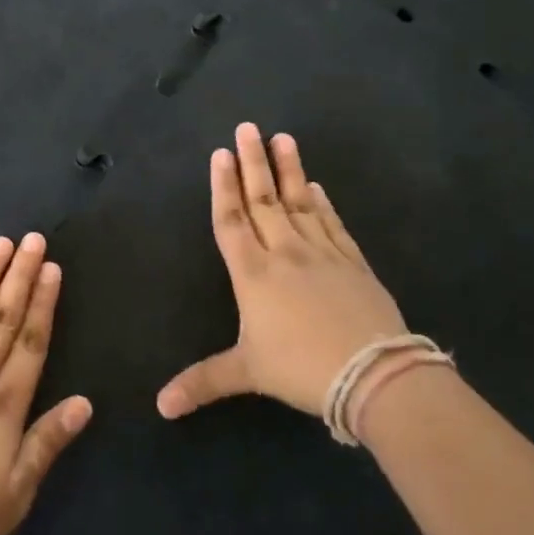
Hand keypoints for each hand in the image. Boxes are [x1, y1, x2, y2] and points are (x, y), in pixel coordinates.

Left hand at [0, 234, 92, 534]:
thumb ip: (47, 443)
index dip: (44, 301)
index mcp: (4, 404)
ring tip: (0, 244)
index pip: (31, 339)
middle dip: (20, 274)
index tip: (52, 267)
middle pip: (2, 315)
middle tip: (32, 239)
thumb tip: (84, 402)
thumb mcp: (14, 495)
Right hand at [157, 123, 407, 419]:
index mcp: (253, 273)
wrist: (373, 373)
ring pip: (299, 203)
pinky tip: (316, 187)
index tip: (220, 154)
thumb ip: (203, 382)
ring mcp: (322, 253)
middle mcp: (285, 253)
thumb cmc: (301, 368)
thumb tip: (160, 407)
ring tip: (283, 138)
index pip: (232, 221)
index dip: (223, 187)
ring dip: (289, 170)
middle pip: (263, 200)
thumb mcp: (247, 373)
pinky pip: (333, 224)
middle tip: (247, 128)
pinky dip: (323, 203)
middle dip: (252, 162)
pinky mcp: (353, 262)